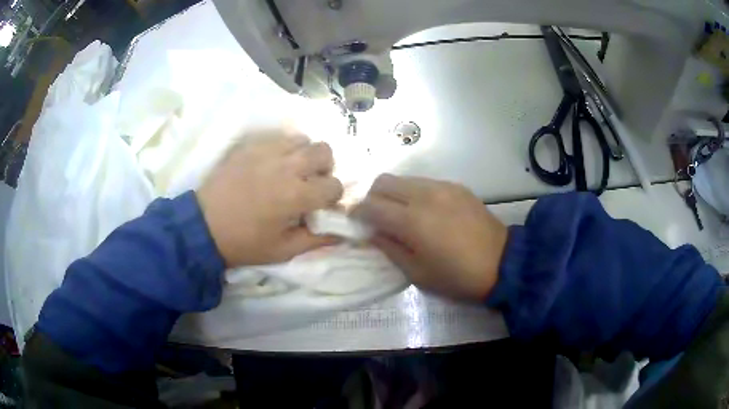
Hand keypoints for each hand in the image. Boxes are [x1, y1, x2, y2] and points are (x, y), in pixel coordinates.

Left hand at [196, 131, 342, 266]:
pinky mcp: (250, 145)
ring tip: (290, 170)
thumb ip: (317, 240)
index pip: (334, 185)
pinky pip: (278, 136)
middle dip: (324, 168)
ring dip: (304, 154)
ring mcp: (266, 151)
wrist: (204, 226)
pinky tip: (272, 162)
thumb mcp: (284, 251)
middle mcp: (286, 167)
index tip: (320, 205)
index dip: (332, 197)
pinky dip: (283, 147)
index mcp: (296, 195)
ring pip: (302, 139)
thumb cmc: (245, 243)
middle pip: (324, 151)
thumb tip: (342, 232)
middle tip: (309, 182)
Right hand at [352, 174, 507, 300]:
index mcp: (411, 220)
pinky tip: (427, 212)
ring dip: (394, 194)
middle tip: (377, 218)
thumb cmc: (456, 276)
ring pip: (404, 179)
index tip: (358, 224)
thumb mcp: (417, 273)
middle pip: (383, 182)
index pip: (371, 206)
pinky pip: (425, 182)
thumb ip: (389, 248)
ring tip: (402, 214)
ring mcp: (442, 187)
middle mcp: (424, 195)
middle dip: (373, 198)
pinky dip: (415, 193)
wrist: (502, 263)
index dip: (358, 213)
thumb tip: (373, 232)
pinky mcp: (456, 186)